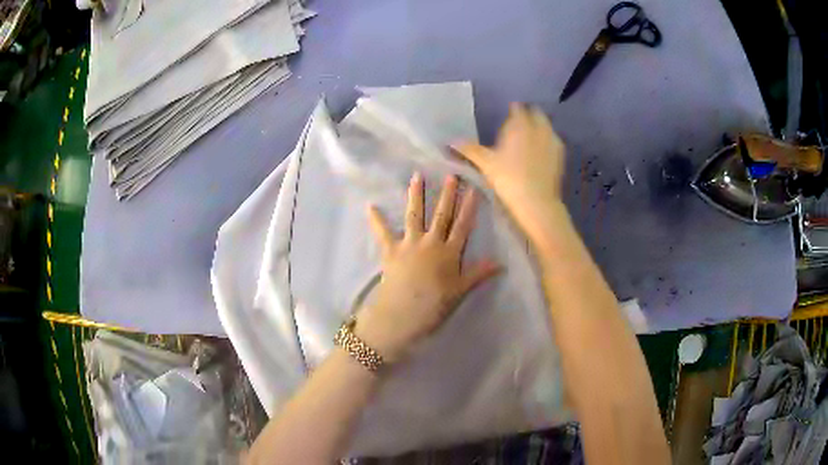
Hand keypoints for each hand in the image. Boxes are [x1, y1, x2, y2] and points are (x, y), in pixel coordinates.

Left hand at [356, 173, 499, 361]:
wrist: (403, 313)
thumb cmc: (434, 304)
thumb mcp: (460, 291)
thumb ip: (479, 274)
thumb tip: (501, 263)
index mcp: (449, 253)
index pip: (463, 226)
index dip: (469, 207)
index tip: (473, 188)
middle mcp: (431, 243)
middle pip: (441, 215)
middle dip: (447, 195)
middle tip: (450, 175)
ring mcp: (409, 244)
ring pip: (415, 215)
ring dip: (416, 195)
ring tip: (417, 176)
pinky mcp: (391, 250)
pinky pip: (383, 232)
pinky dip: (376, 220)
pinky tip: (370, 206)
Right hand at [453, 103, 566, 240]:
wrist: (536, 202)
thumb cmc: (508, 179)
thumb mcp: (485, 164)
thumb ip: (469, 150)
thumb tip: (450, 141)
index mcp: (520, 125)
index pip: (517, 109)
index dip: (513, 111)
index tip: (508, 116)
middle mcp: (539, 128)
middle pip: (535, 114)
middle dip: (528, 116)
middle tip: (519, 126)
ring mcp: (552, 141)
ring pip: (546, 127)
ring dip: (539, 128)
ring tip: (530, 138)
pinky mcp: (561, 155)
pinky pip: (554, 141)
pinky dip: (547, 142)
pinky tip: (541, 153)